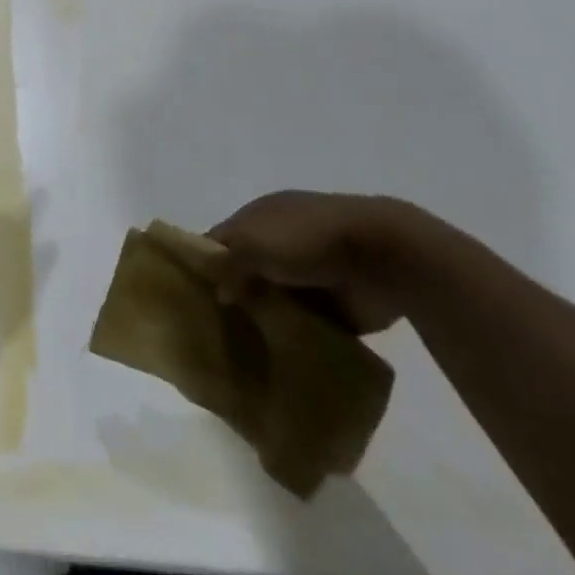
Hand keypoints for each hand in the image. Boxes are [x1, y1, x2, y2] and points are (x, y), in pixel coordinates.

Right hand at [208, 191, 433, 334]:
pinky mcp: (336, 304)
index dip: (205, 264)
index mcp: (260, 216)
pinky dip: (297, 338)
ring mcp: (310, 272)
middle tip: (216, 330)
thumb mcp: (252, 243)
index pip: (221, 240)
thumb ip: (228, 265)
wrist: (382, 256)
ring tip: (245, 351)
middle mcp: (280, 241)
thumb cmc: (307, 239)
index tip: (192, 297)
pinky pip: (307, 324)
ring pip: (276, 299)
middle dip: (235, 297)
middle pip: (247, 271)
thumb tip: (219, 291)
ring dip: (266, 319)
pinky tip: (280, 357)